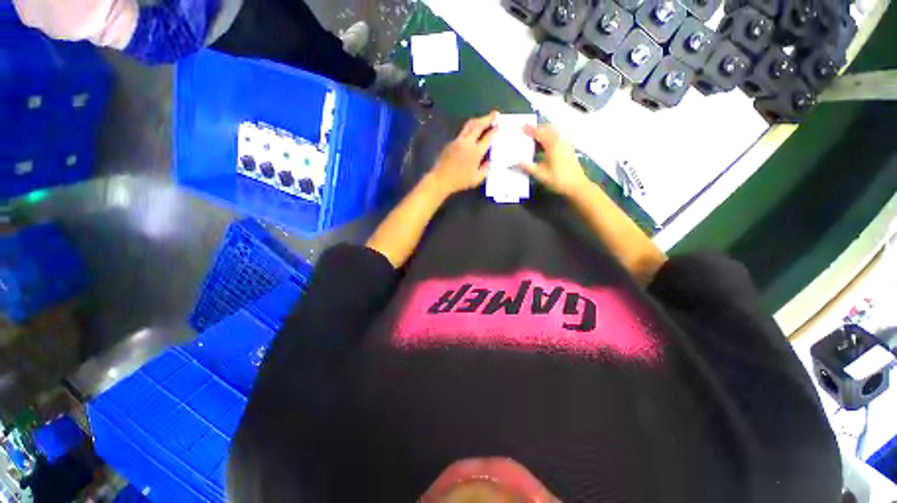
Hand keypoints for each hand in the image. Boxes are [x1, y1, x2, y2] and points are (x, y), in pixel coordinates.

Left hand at [427, 111, 498, 196]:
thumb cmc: (460, 181)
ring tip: (485, 118)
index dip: (495, 130)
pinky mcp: (451, 142)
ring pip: (469, 125)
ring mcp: (458, 141)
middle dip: (488, 118)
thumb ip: (486, 168)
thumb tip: (491, 160)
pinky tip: (473, 130)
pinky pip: (463, 131)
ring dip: (478, 120)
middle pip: (479, 125)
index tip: (500, 124)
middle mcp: (468, 143)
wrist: (441, 179)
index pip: (488, 137)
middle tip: (495, 114)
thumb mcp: (477, 179)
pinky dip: (470, 128)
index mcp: (476, 152)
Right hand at [519, 123, 590, 196]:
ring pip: (553, 132)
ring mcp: (566, 144)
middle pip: (548, 129)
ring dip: (544, 132)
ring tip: (534, 138)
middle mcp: (560, 140)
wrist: (576, 185)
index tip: (521, 126)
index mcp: (552, 144)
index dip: (530, 129)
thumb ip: (527, 167)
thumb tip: (514, 163)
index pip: (539, 133)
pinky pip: (558, 137)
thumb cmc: (557, 179)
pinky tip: (545, 146)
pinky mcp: (568, 149)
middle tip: (527, 131)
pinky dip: (550, 137)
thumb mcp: (540, 174)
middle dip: (537, 128)